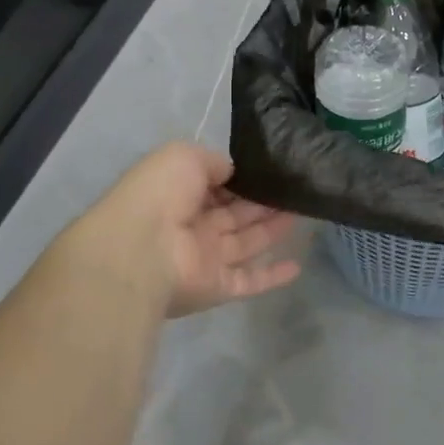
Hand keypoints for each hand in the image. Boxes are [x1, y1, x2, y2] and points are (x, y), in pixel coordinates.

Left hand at [48, 143, 301, 318]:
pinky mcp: (217, 288)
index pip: (217, 184)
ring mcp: (205, 259)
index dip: (243, 177)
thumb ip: (213, 161)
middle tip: (296, 189)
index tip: (272, 169)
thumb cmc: (161, 194)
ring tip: (304, 211)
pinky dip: (272, 276)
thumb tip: (233, 170)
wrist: (139, 251)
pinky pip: (249, 281)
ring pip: (246, 242)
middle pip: (235, 213)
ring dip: (272, 229)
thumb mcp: (185, 156)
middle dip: (263, 201)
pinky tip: (297, 266)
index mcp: (179, 193)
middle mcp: (192, 226)